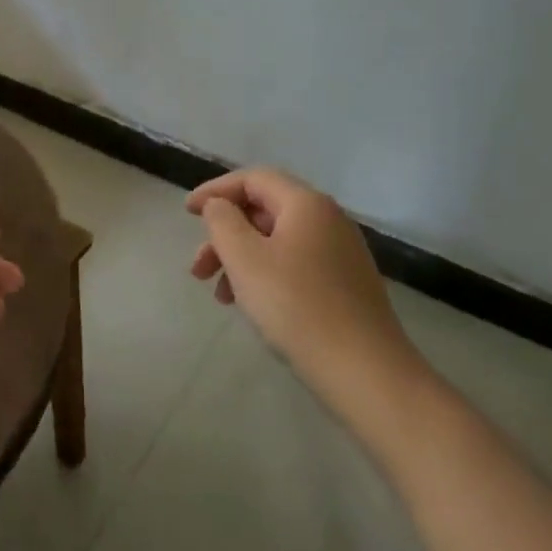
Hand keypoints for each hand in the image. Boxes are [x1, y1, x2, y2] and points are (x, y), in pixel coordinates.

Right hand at [188, 168, 430, 435]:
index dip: (215, 190)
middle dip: (224, 234)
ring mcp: (341, 253)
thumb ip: (222, 221)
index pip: (253, 178)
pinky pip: (293, 264)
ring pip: (276, 241)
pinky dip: (264, 275)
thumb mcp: (244, 258)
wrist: (365, 371)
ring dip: (239, 259)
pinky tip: (250, 305)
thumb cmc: (296, 306)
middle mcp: (328, 220)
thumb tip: (218, 205)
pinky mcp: (345, 284)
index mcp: (306, 205)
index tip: (187, 213)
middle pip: (263, 210)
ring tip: (218, 296)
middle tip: (197, 268)